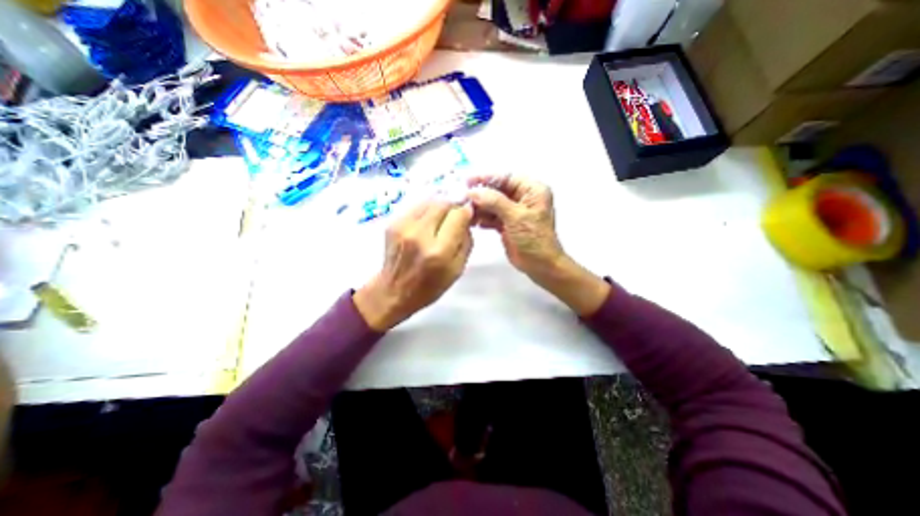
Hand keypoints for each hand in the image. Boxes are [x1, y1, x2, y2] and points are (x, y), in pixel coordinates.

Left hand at [353, 199, 474, 329]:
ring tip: (441, 218)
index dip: (466, 211)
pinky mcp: (392, 223)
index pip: (458, 215)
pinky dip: (426, 209)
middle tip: (456, 215)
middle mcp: (419, 234)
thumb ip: (466, 241)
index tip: (468, 215)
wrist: (394, 291)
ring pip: (429, 200)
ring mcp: (403, 226)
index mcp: (439, 251)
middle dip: (453, 205)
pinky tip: (427, 221)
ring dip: (440, 206)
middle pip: (443, 203)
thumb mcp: (457, 269)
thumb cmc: (430, 286)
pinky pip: (416, 206)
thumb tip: (467, 218)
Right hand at [470, 171, 565, 277]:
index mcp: (531, 190)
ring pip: (492, 204)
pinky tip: (474, 222)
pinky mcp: (507, 224)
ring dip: (479, 207)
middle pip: (497, 191)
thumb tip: (473, 192)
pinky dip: (483, 218)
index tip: (468, 181)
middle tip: (463, 198)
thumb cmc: (534, 239)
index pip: (506, 177)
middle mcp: (523, 198)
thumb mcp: (516, 217)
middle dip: (481, 195)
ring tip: (466, 212)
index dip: (486, 178)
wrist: (540, 265)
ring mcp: (514, 212)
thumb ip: (495, 202)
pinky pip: (492, 216)